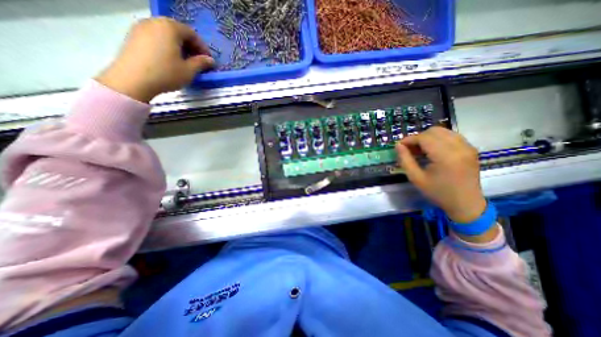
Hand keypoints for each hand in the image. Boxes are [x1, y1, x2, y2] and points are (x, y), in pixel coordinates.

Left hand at [95, 17, 213, 100]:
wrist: (133, 79)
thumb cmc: (166, 73)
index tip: (208, 60)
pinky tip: (170, 59)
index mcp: (170, 28)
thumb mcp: (189, 70)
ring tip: (185, 61)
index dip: (202, 47)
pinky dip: (166, 46)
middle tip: (198, 61)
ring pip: (166, 34)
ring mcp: (141, 27)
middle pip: (178, 31)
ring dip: (179, 46)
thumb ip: (201, 63)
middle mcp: (155, 22)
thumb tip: (210, 60)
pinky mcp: (133, 36)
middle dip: (191, 46)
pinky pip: (156, 37)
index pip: (192, 33)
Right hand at [396, 127, 487, 223]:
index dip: (409, 139)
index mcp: (446, 156)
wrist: (466, 204)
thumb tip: (398, 145)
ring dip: (428, 137)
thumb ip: (405, 160)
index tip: (399, 146)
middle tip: (410, 149)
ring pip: (443, 131)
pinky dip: (439, 139)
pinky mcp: (471, 149)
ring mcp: (467, 147)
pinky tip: (433, 150)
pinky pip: (451, 136)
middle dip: (418, 137)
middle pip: (434, 131)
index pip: (424, 138)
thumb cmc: (438, 192)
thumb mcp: (416, 178)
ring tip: (421, 149)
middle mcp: (459, 147)